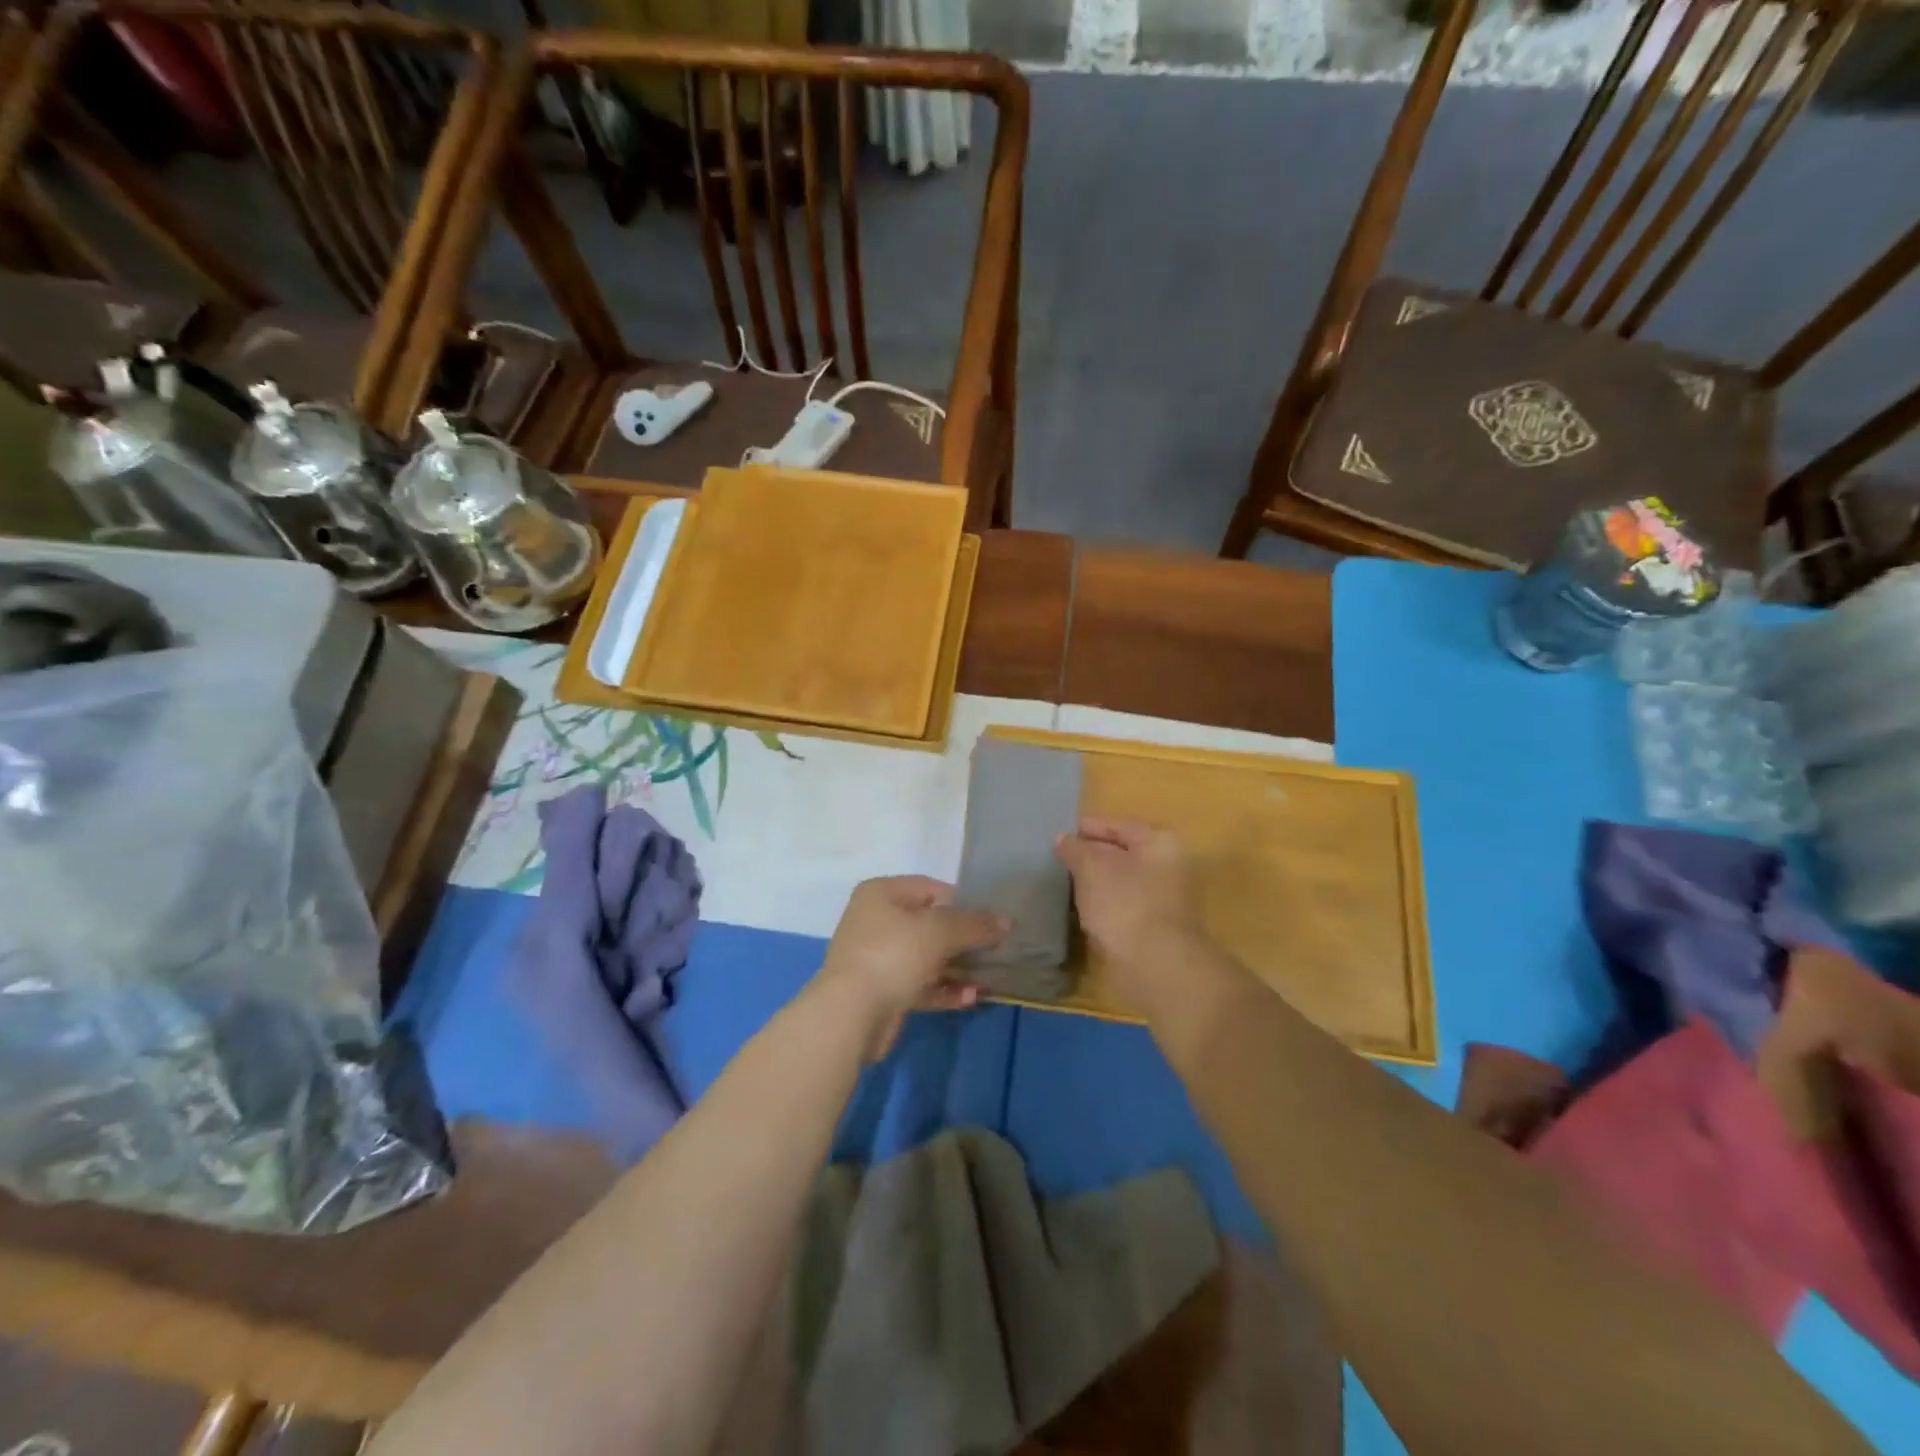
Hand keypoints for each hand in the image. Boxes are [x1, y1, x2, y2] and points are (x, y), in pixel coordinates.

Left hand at [818, 876, 1005, 1057]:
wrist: (851, 1014)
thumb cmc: (894, 955)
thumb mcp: (940, 931)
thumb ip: (975, 924)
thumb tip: (1005, 921)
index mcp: (882, 893)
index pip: (931, 889)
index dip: (963, 902)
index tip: (991, 920)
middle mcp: (876, 920)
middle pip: (930, 924)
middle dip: (964, 939)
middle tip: (996, 949)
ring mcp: (878, 957)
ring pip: (927, 957)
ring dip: (958, 967)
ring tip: (989, 977)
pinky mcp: (882, 991)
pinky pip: (920, 984)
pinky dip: (944, 989)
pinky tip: (970, 997)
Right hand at [1055, 819, 1202, 1007]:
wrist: (1155, 964)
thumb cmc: (1124, 903)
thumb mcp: (1091, 867)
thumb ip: (1074, 849)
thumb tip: (1062, 838)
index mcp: (1160, 843)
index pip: (1119, 826)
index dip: (1089, 827)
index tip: (1060, 834)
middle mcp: (1169, 866)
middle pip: (1123, 853)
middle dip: (1091, 855)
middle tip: (1059, 858)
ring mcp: (1165, 899)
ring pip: (1122, 882)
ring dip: (1097, 882)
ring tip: (1066, 882)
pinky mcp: (1156, 927)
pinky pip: (1124, 906)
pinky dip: (1104, 904)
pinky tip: (1083, 909)